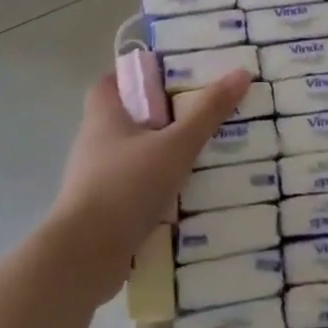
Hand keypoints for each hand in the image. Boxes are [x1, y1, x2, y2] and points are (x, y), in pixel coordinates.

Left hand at [43, 68, 253, 301]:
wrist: (86, 254)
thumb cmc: (127, 185)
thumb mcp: (176, 144)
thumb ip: (208, 112)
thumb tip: (241, 72)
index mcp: (103, 116)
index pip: (110, 82)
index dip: (136, 76)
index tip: (171, 78)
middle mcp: (94, 143)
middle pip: (128, 118)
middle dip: (161, 117)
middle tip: (200, 115)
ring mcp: (96, 179)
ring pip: (134, 156)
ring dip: (161, 155)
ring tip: (202, 156)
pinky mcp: (103, 211)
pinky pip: (135, 189)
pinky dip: (157, 189)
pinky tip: (186, 196)